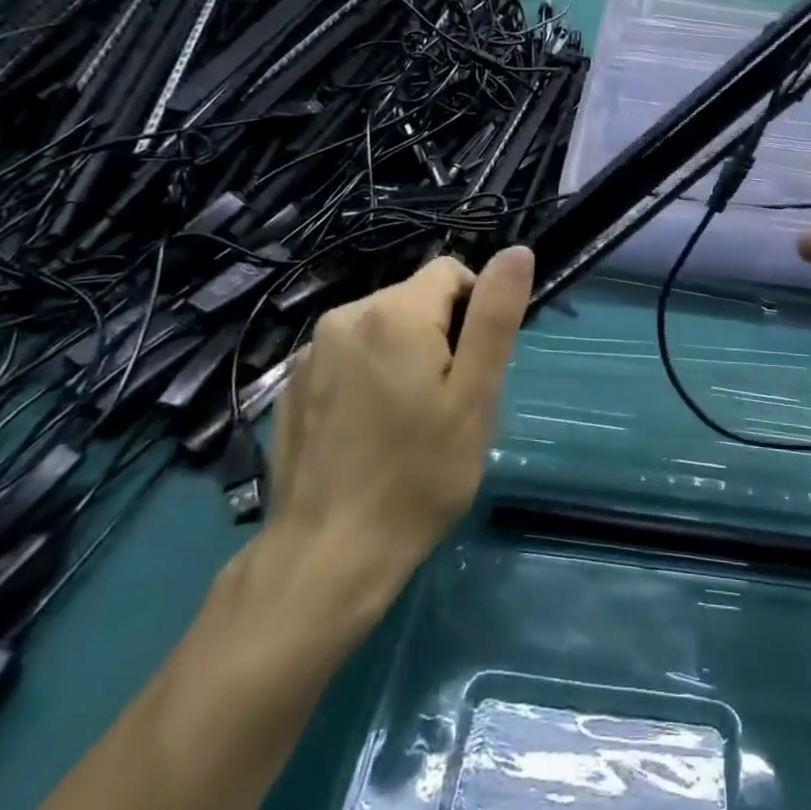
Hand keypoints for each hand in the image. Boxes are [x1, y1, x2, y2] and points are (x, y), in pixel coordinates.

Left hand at [264, 250, 533, 588]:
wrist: (326, 557)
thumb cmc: (418, 475)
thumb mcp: (475, 396)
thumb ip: (496, 315)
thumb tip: (517, 252)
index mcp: (394, 313)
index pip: (452, 272)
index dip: (476, 311)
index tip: (474, 368)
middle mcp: (345, 316)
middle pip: (415, 299)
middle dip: (440, 334)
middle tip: (447, 402)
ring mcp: (310, 352)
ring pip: (381, 327)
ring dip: (404, 354)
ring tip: (408, 419)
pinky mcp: (293, 385)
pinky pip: (348, 356)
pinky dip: (368, 375)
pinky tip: (368, 429)